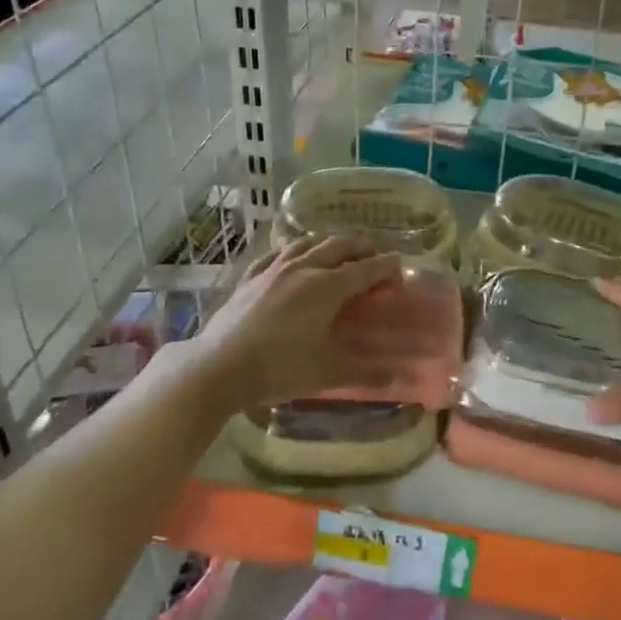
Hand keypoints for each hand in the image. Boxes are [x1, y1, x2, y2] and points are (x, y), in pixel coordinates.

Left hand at [169, 236, 404, 413]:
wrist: (219, 366)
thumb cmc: (280, 368)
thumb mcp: (328, 372)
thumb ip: (367, 372)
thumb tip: (400, 377)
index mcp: (329, 286)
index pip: (366, 268)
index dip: (387, 265)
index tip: (401, 266)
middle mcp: (304, 268)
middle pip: (340, 246)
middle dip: (363, 247)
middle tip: (376, 256)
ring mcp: (274, 268)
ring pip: (308, 242)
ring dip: (330, 242)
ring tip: (340, 250)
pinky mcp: (251, 276)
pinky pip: (278, 252)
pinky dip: (294, 249)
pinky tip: (294, 256)